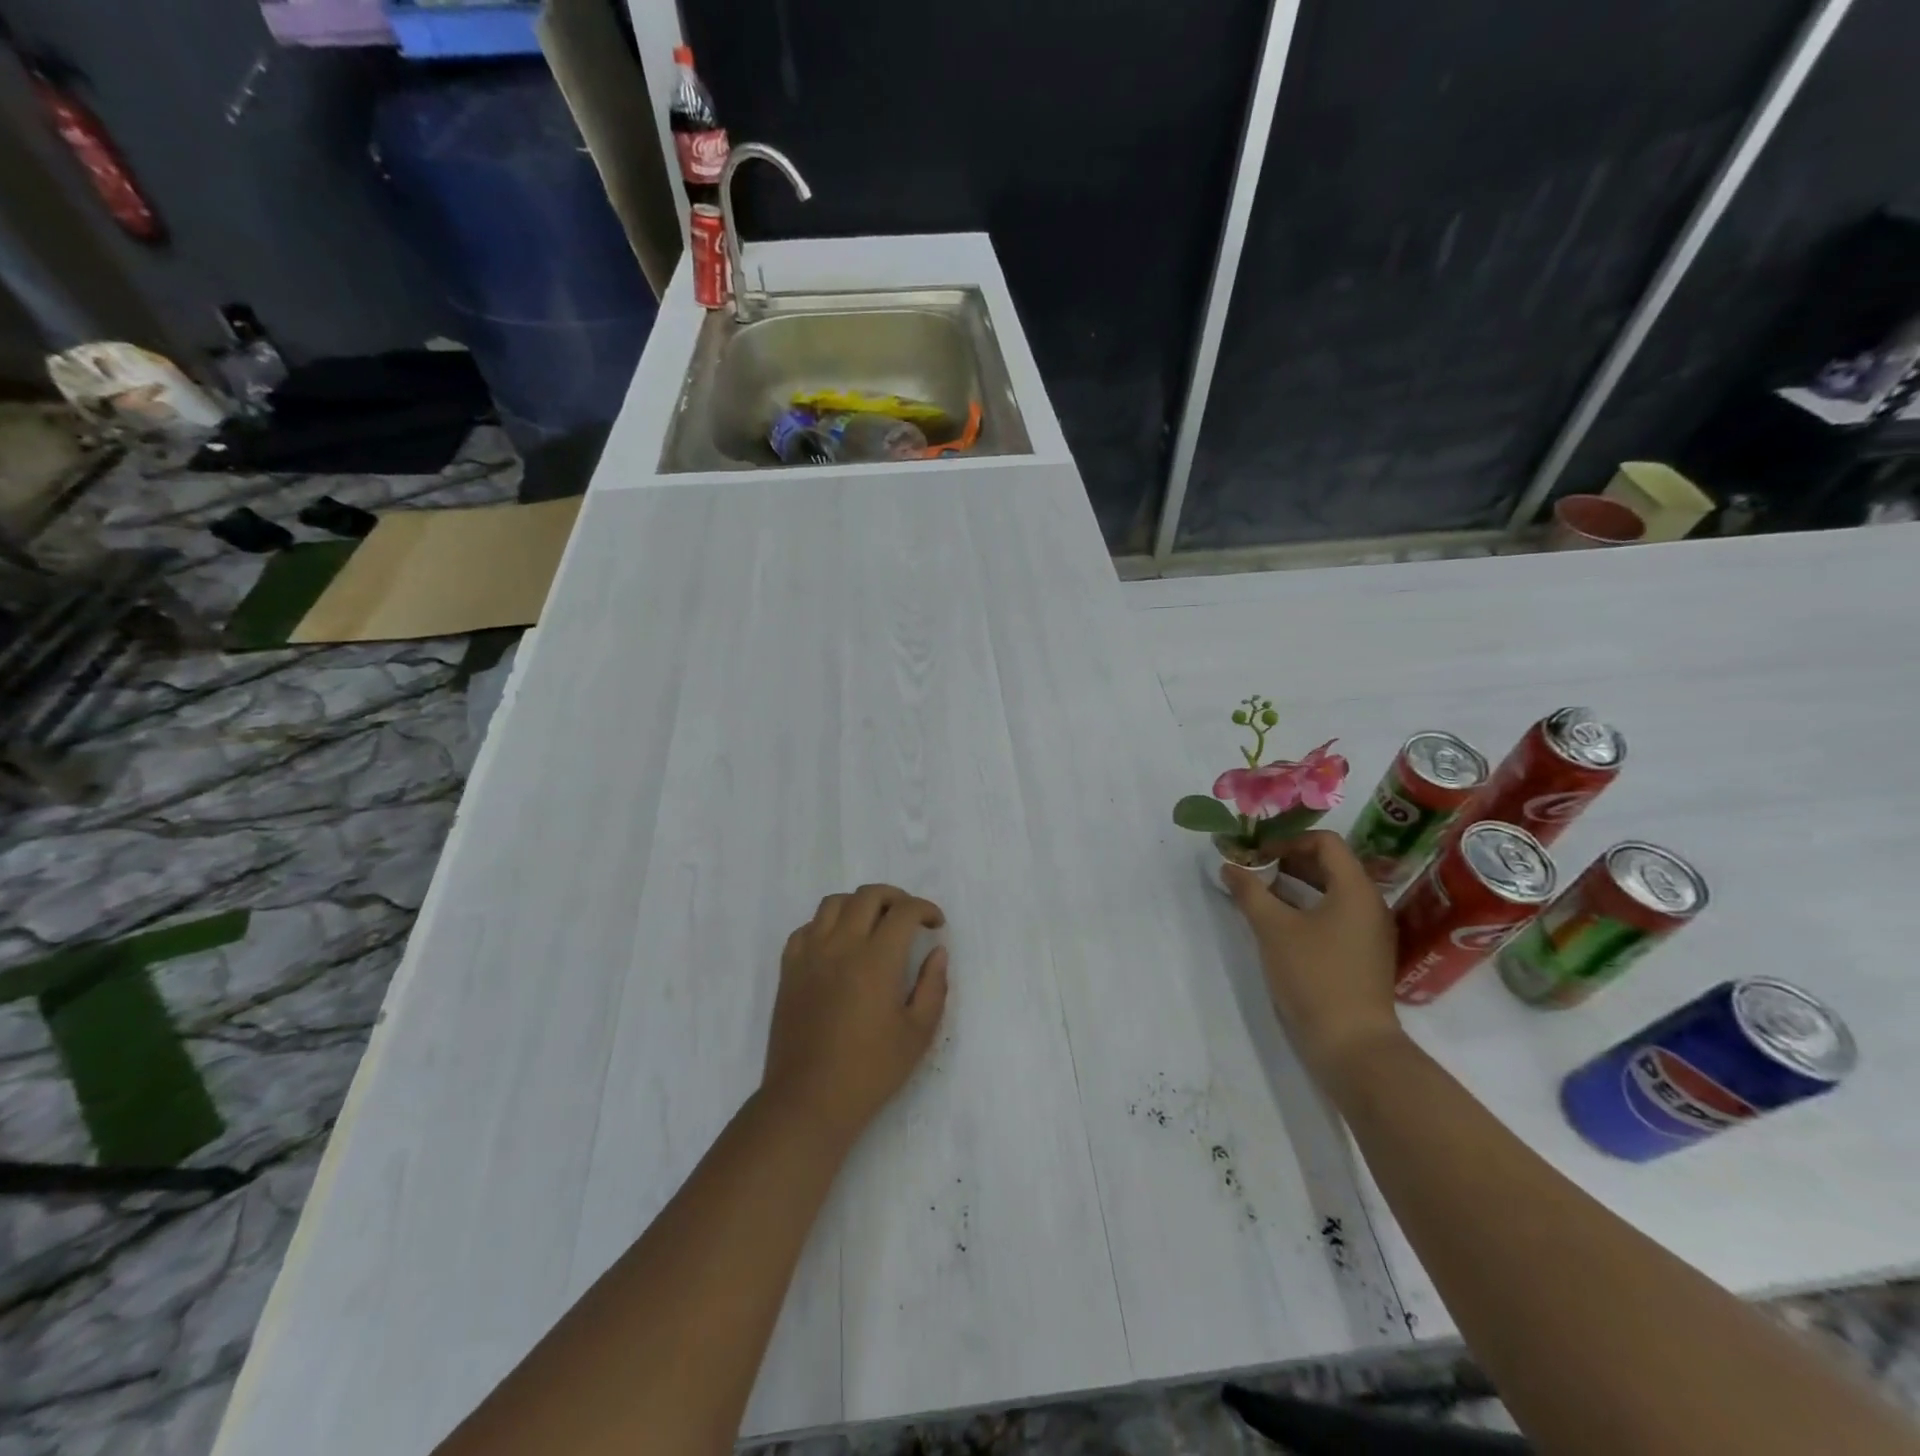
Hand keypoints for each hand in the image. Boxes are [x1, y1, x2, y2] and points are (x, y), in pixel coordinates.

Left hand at [762, 884, 949, 1146]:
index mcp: (876, 960)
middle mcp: (841, 945)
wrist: (808, 1100)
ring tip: (873, 924)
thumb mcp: (918, 1034)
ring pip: (833, 903)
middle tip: (909, 917)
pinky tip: (838, 945)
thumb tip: (937, 952)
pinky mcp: (789, 969)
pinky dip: (826, 925)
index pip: (904, 911)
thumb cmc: (870, 1071)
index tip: (936, 924)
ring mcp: (810, 955)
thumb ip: (933, 986)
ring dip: (859, 904)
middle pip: (868, 896)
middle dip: (896, 898)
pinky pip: (806, 928)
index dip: (925, 909)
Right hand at [1223, 831, 1404, 1089]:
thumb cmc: (1314, 976)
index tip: (1257, 855)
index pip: (1326, 842)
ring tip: (1259, 894)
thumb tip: (1229, 866)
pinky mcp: (1362, 955)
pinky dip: (1306, 909)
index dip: (1288, 841)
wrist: (1352, 1044)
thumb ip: (1249, 892)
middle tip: (1253, 869)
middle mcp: (1370, 904)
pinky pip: (1335, 915)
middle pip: (1330, 865)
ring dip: (1295, 885)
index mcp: (1356, 889)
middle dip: (1288, 861)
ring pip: (1331, 892)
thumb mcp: (1273, 929)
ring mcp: (1369, 932)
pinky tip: (1279, 923)